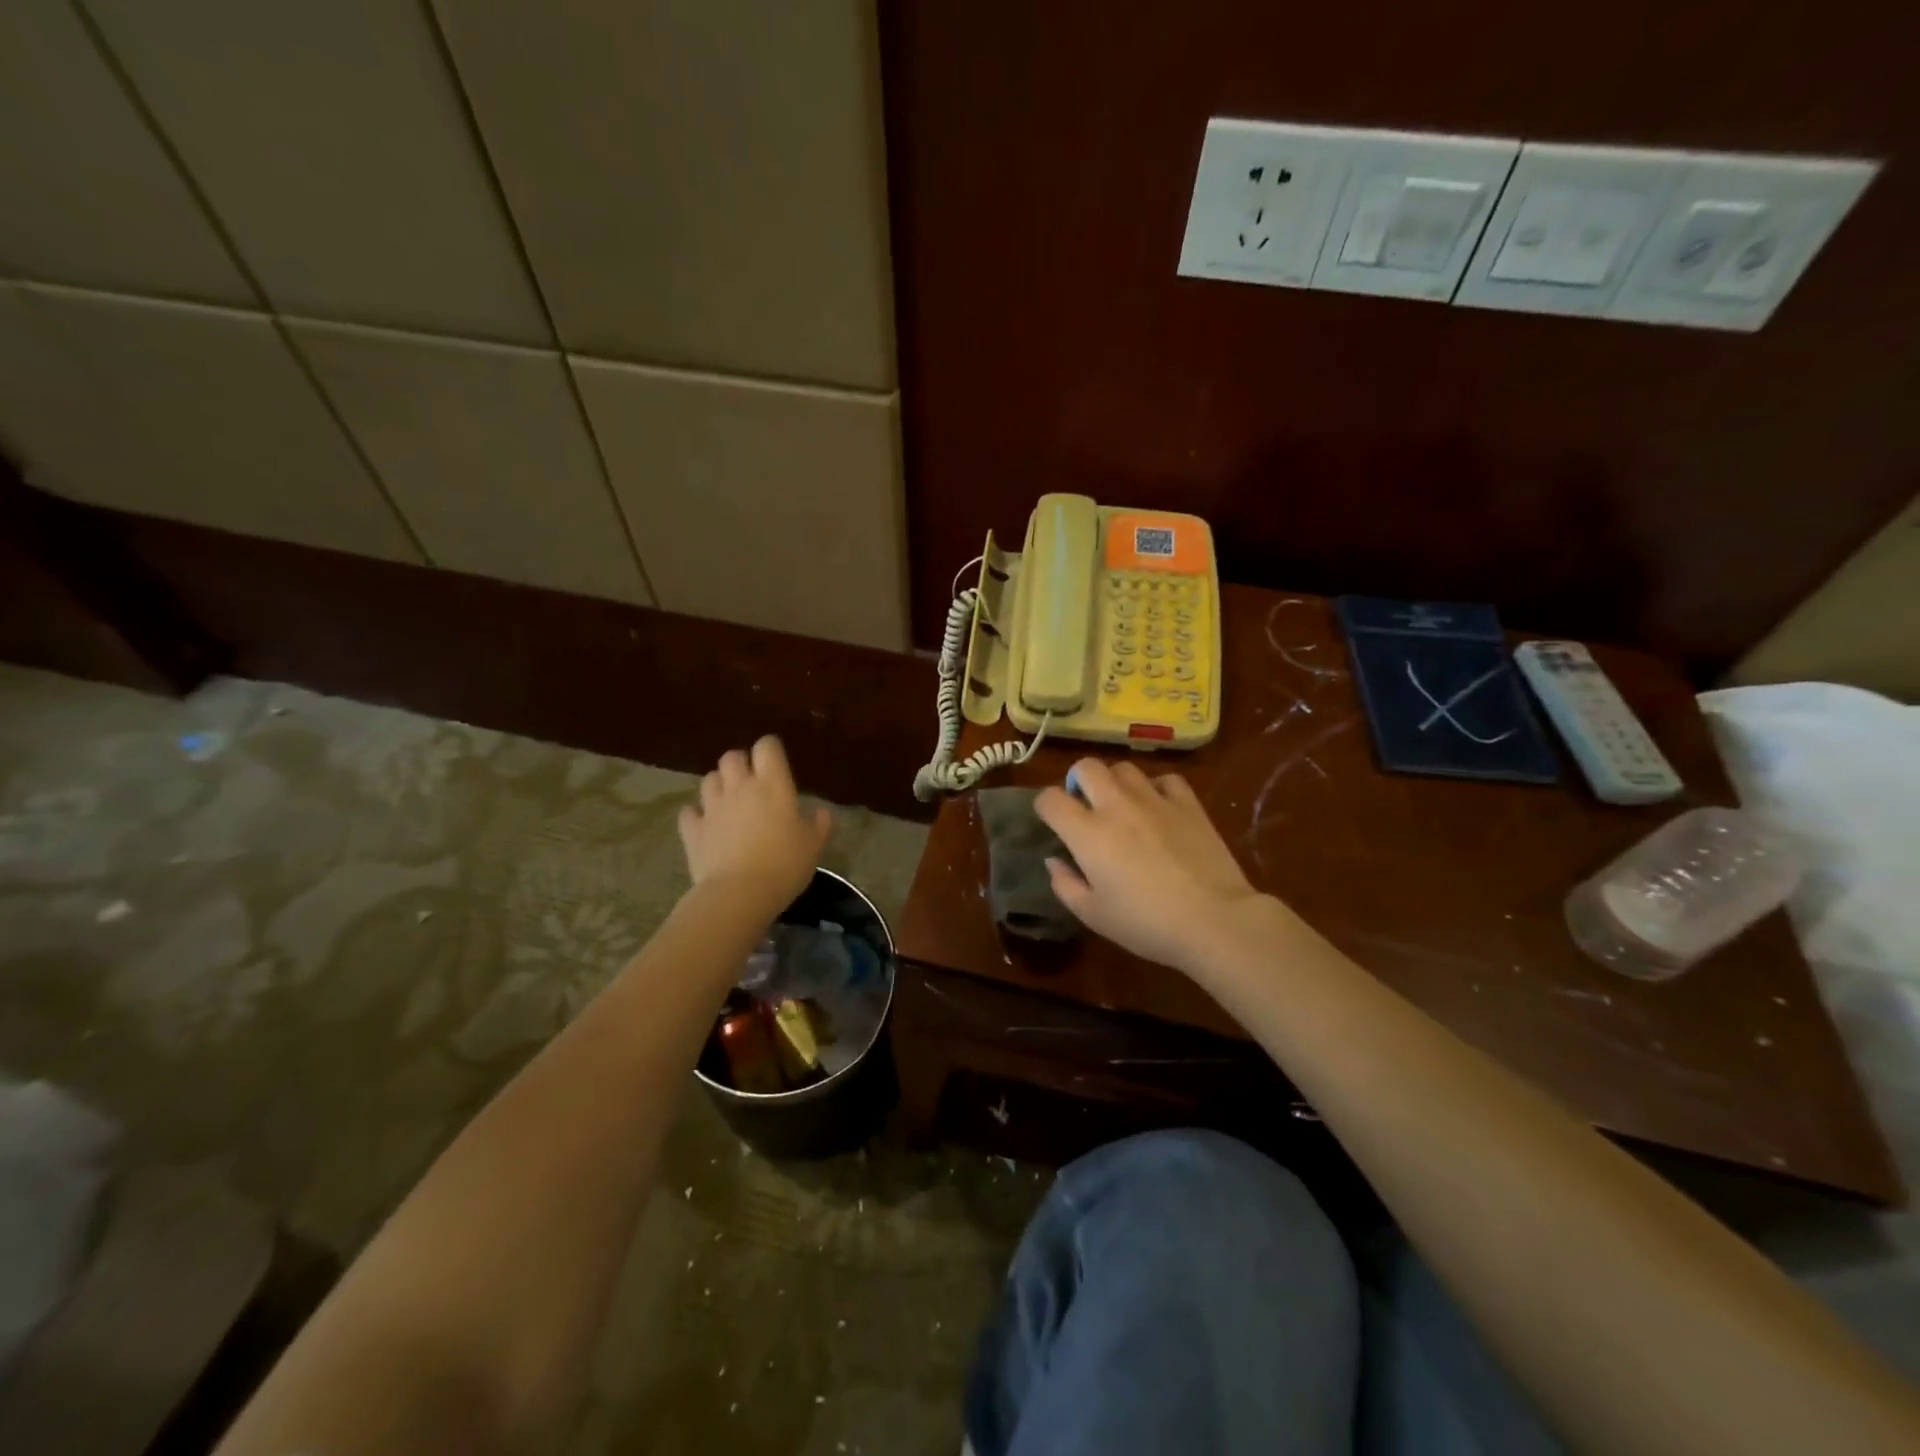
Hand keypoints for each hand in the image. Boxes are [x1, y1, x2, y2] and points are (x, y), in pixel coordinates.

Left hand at [678, 737, 830, 908]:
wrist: (740, 893)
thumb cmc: (784, 864)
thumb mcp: (813, 845)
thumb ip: (818, 824)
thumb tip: (821, 812)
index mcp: (772, 785)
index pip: (767, 746)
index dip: (770, 750)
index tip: (776, 763)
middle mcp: (739, 787)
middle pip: (731, 757)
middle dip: (740, 763)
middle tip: (750, 781)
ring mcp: (712, 807)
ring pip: (708, 779)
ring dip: (718, 785)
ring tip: (728, 801)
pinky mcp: (692, 830)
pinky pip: (689, 812)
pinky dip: (696, 814)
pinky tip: (704, 825)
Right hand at [1036, 759, 1270, 973]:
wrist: (1214, 920)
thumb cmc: (1146, 924)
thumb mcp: (1093, 915)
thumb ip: (1065, 884)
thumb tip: (1054, 861)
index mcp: (1087, 833)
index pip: (1050, 799)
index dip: (1044, 806)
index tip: (1052, 821)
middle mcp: (1116, 806)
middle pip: (1087, 767)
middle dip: (1078, 781)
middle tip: (1086, 806)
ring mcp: (1154, 800)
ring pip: (1124, 768)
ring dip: (1115, 782)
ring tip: (1122, 805)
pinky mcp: (1188, 804)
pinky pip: (1166, 779)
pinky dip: (1156, 788)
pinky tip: (1159, 807)